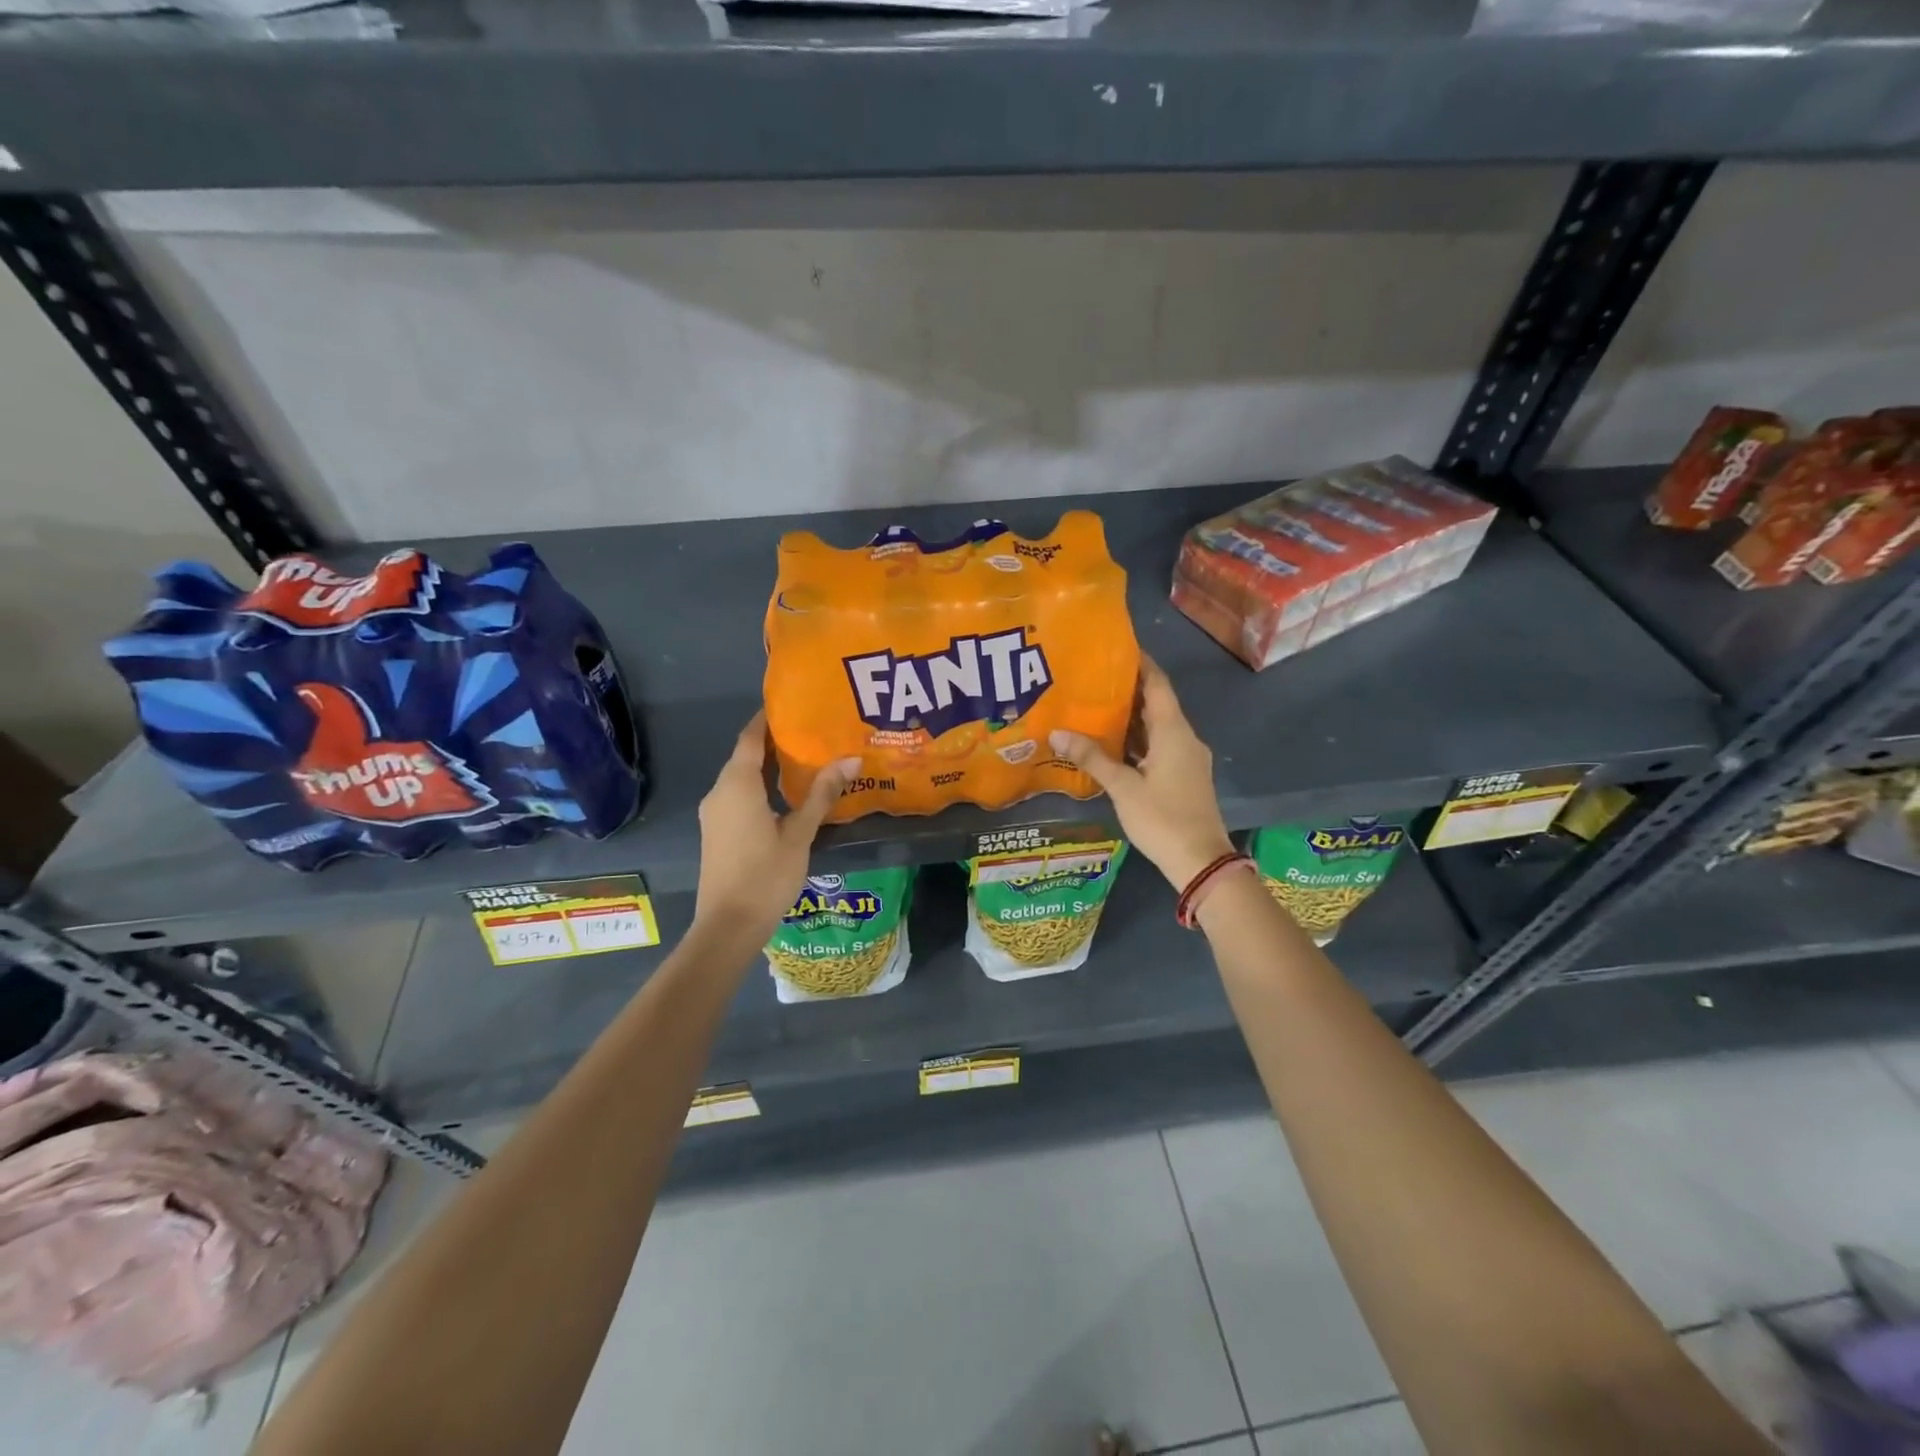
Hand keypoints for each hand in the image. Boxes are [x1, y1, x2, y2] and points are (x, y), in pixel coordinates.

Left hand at [694, 713, 858, 941]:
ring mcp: (715, 813)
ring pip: (741, 777)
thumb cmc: (765, 875)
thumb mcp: (800, 833)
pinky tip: (786, 793)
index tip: (793, 705)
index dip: (768, 719)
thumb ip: (822, 794)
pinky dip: (760, 785)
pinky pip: (738, 795)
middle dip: (774, 741)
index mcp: (737, 785)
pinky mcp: (717, 831)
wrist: (728, 926)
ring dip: (768, 765)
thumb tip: (850, 759)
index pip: (751, 738)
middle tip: (811, 731)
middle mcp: (720, 792)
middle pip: (745, 755)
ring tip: (805, 758)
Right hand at [1050, 657, 1233, 890]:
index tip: (1117, 647)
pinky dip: (1138, 739)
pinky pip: (1159, 746)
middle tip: (1093, 677)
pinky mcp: (1184, 776)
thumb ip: (1092, 758)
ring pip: (1158, 727)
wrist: (1201, 862)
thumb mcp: (1123, 788)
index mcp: (1174, 732)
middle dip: (1129, 689)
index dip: (1141, 663)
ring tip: (1096, 704)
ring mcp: (1187, 758)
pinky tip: (1112, 743)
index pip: (1158, 684)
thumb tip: (1057, 733)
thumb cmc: (1162, 818)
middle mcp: (1184, 738)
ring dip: (1132, 716)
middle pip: (1157, 703)